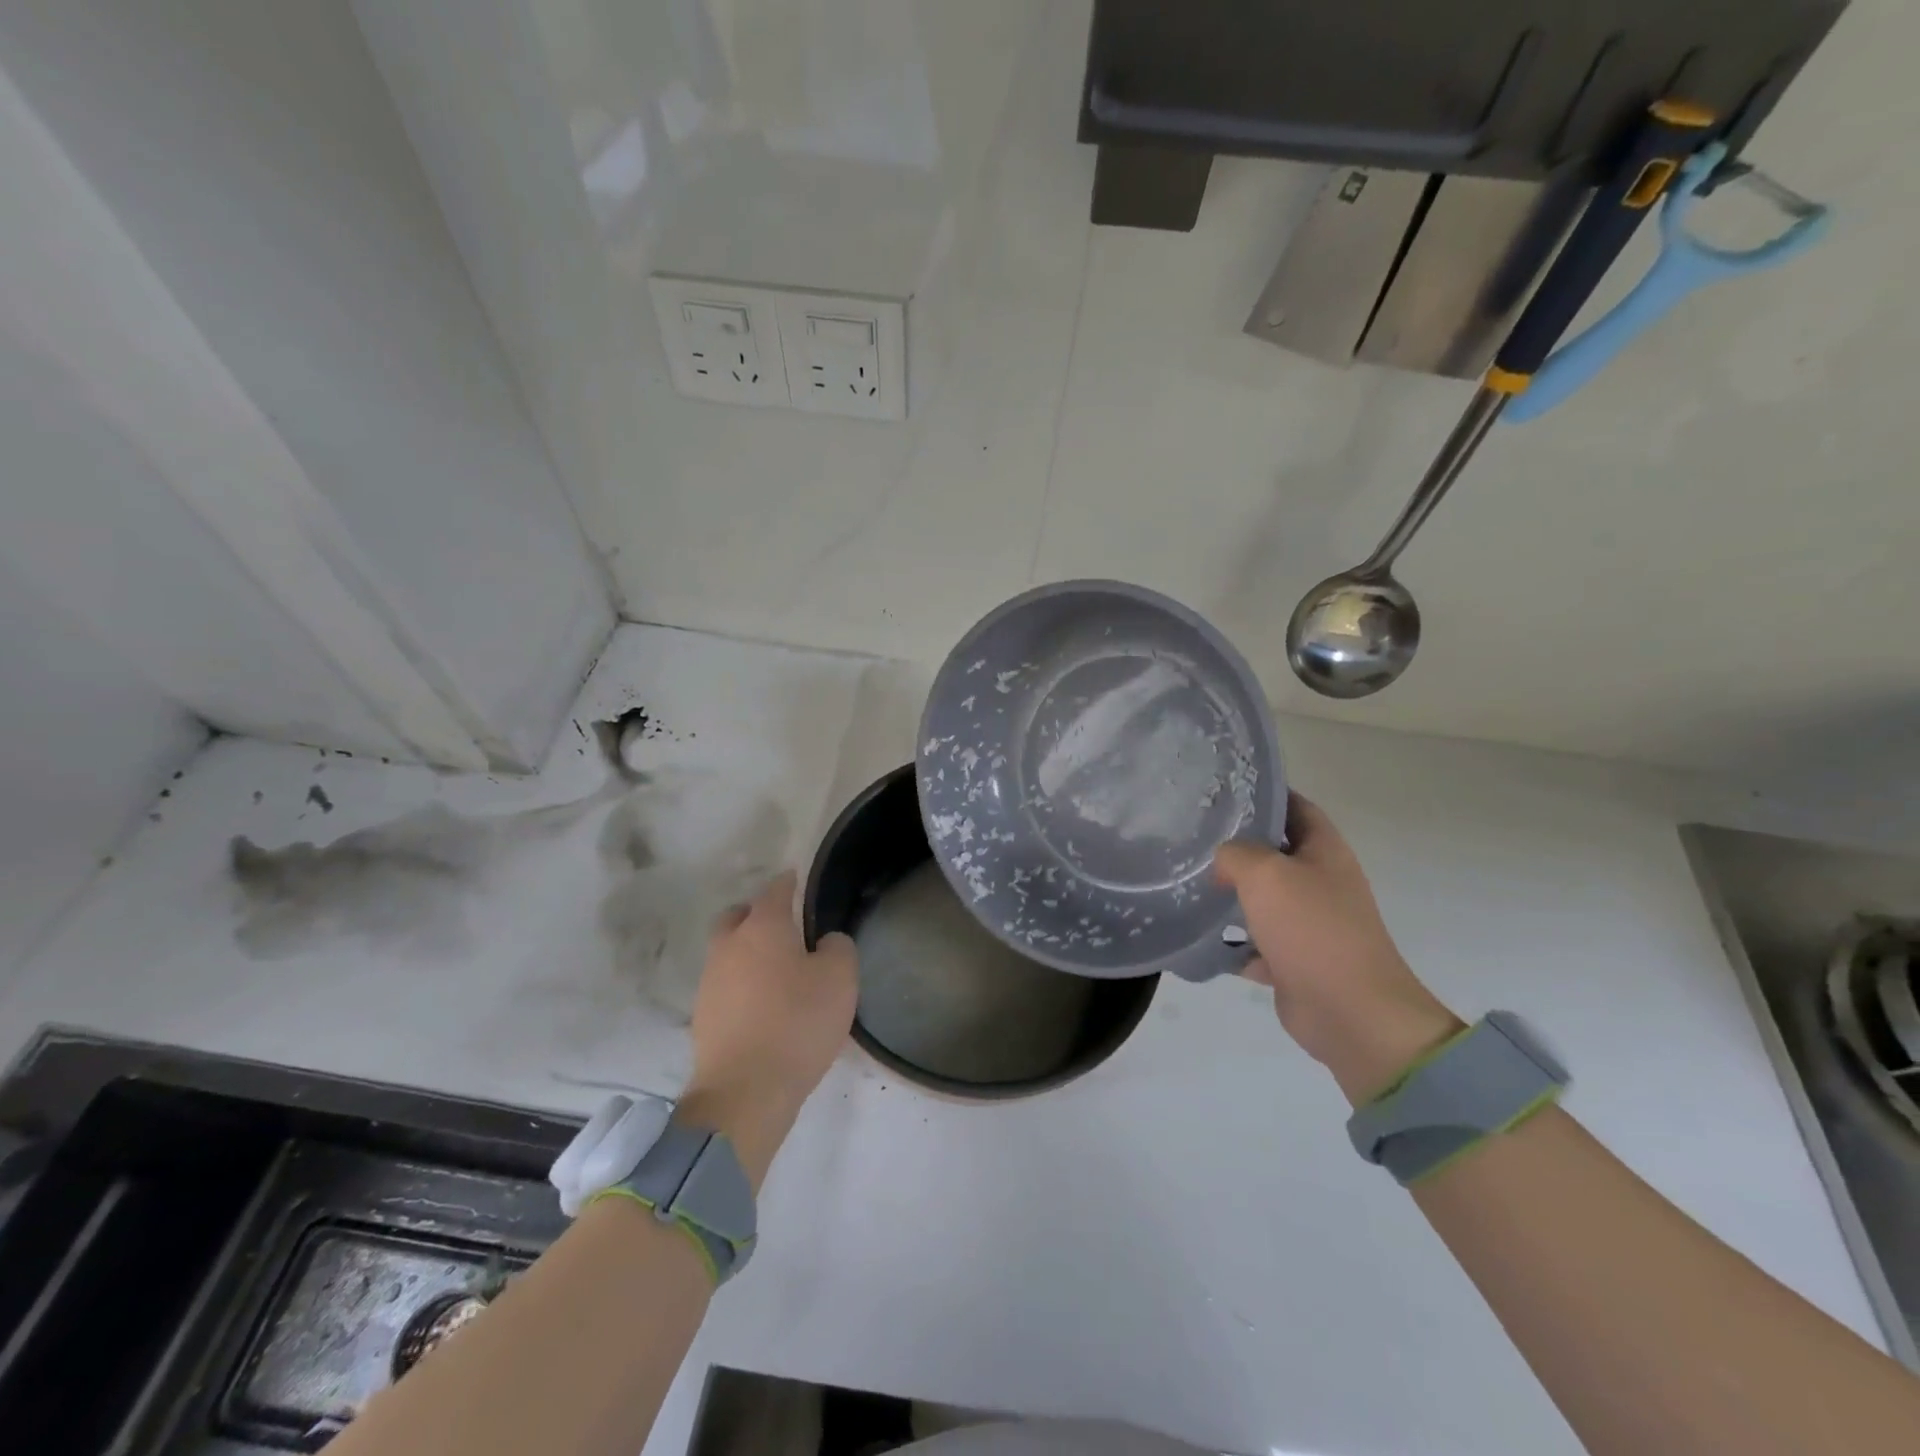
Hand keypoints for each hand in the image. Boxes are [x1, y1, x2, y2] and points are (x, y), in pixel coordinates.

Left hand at [678, 871, 857, 1188]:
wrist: (744, 1091)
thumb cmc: (798, 1022)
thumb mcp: (840, 978)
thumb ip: (837, 947)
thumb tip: (824, 942)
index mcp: (762, 927)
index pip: (775, 890)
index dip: (788, 882)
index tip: (796, 879)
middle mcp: (728, 946)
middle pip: (738, 917)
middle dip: (756, 914)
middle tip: (783, 926)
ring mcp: (710, 982)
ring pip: (727, 952)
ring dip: (747, 952)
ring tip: (776, 969)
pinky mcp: (703, 1017)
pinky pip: (724, 986)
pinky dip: (741, 984)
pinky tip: (762, 1003)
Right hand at [1214, 795, 1460, 1103]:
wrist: (1350, 1012)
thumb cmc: (1312, 928)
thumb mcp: (1266, 873)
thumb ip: (1235, 853)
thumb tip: (1222, 859)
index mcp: (1324, 851)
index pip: (1293, 806)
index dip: (1261, 794)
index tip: (1218, 791)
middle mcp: (1319, 881)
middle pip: (1272, 852)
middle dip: (1235, 845)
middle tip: (1190, 836)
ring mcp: (1307, 922)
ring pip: (1260, 898)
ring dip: (1228, 894)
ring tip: (1185, 882)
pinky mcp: (1292, 959)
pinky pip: (1253, 943)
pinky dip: (1229, 942)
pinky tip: (1196, 936)